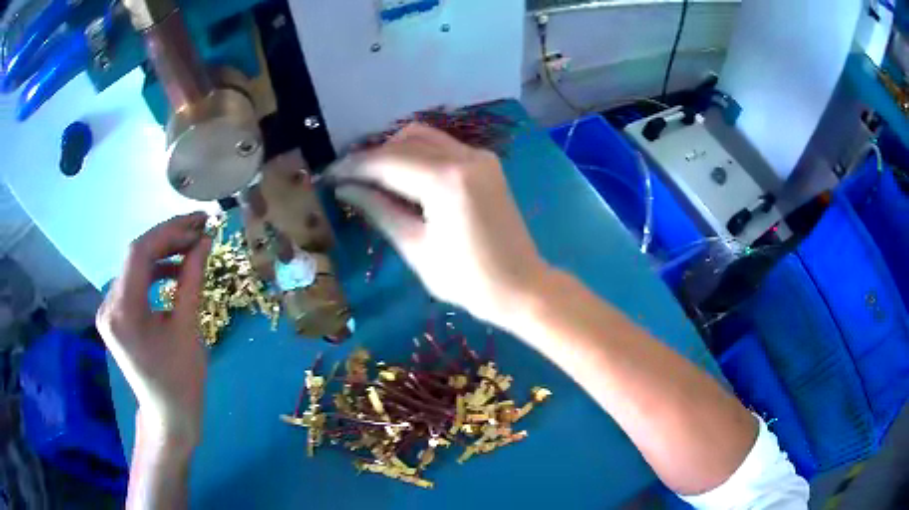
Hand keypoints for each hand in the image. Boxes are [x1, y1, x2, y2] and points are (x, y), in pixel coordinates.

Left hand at [97, 212, 212, 449]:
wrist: (168, 416)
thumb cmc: (181, 381)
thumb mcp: (188, 329)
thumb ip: (192, 279)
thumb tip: (204, 241)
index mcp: (122, 312)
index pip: (139, 253)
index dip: (169, 231)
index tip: (199, 223)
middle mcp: (108, 305)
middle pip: (136, 257)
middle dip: (169, 240)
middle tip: (200, 232)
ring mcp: (109, 310)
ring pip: (135, 267)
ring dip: (163, 255)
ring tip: (192, 250)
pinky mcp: (116, 315)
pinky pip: (134, 282)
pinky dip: (155, 272)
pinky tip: (175, 272)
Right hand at [330, 124, 548, 325]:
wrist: (522, 287)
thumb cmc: (468, 280)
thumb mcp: (416, 247)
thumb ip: (379, 210)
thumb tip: (345, 189)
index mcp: (446, 180)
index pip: (387, 161)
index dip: (353, 167)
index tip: (328, 175)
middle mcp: (465, 156)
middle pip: (404, 141)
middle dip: (372, 156)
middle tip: (347, 179)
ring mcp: (479, 156)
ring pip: (424, 137)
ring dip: (394, 150)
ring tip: (372, 177)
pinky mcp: (486, 163)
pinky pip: (442, 146)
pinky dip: (417, 153)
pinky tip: (403, 175)